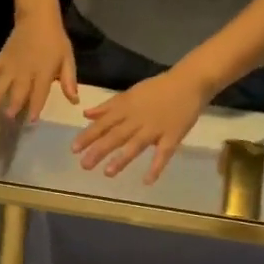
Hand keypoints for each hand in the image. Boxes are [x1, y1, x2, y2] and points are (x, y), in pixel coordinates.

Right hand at [0, 10, 77, 120]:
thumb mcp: (67, 59)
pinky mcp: (2, 58)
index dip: (36, 106)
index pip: (40, 92)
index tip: (32, 119)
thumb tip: (74, 100)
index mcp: (43, 72)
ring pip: (2, 80)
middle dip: (14, 103)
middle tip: (9, 117)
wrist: (38, 17)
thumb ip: (69, 80)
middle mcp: (26, 71)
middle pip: (19, 89)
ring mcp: (12, 64)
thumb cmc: (55, 41)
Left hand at [71, 66, 212, 182]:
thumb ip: (108, 106)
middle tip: (84, 165)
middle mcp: (138, 119)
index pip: (104, 123)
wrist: (190, 82)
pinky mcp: (172, 137)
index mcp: (127, 108)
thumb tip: (86, 114)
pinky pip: (163, 154)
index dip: (88, 136)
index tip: (73, 149)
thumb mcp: (130, 93)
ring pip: (136, 144)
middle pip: (116, 135)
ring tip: (108, 173)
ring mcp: (155, 129)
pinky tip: (147, 181)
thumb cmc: (158, 89)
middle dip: (100, 150)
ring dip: (122, 159)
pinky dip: (156, 167)